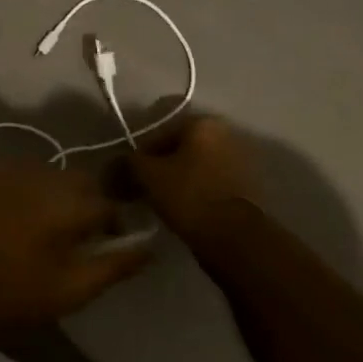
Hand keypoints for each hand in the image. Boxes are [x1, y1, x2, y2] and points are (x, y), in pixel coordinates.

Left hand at [0, 160, 149, 333]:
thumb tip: (150, 247)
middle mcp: (44, 175)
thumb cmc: (19, 292)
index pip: (109, 203)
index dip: (113, 224)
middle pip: (80, 181)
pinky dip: (24, 189)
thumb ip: (116, 264)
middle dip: (86, 202)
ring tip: (44, 223)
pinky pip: (17, 174)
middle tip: (76, 233)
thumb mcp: (75, 288)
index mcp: (71, 201)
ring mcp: (10, 171)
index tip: (108, 242)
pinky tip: (14, 213)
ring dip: (55, 193)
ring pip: (48, 174)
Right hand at [127, 115, 256, 242]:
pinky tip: (179, 206)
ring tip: (158, 199)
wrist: (234, 238)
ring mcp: (239, 160)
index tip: (127, 172)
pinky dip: (193, 188)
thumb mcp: (148, 175)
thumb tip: (117, 162)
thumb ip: (130, 162)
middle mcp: (226, 134)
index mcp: (203, 123)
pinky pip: (209, 180)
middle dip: (158, 163)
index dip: (138, 151)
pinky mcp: (245, 185)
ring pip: (194, 164)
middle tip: (140, 185)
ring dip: (176, 177)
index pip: (159, 129)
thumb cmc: (188, 195)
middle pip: (179, 146)